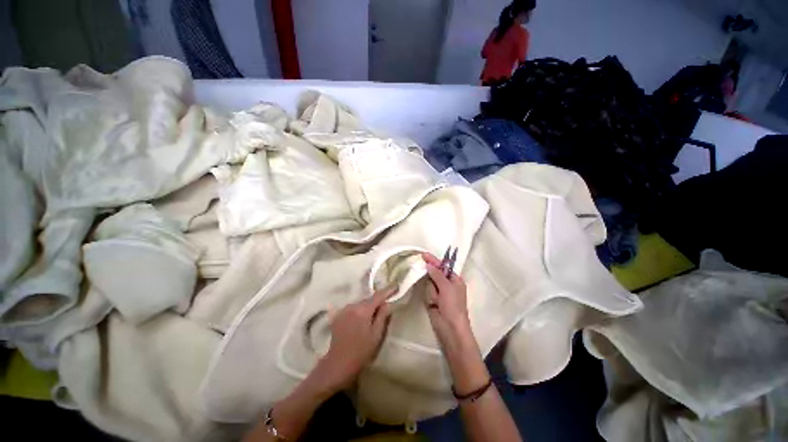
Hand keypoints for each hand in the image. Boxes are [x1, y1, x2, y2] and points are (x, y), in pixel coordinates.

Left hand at [317, 288, 393, 391]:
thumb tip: (388, 303)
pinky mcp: (338, 315)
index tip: (396, 286)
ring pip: (360, 304)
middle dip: (377, 301)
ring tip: (373, 317)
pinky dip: (359, 311)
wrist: (338, 364)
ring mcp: (344, 310)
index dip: (388, 290)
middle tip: (386, 306)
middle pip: (368, 299)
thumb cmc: (361, 351)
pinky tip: (361, 321)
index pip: (378, 295)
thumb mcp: (376, 334)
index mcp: (363, 310)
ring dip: (367, 307)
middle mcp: (352, 305)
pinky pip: (353, 309)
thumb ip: (383, 315)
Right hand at [422, 252, 473, 351]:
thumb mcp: (447, 287)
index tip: (424, 254)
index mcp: (455, 279)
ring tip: (437, 300)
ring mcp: (439, 292)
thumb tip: (429, 265)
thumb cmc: (453, 305)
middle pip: (434, 274)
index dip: (434, 260)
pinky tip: (433, 303)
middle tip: (431, 281)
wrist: (450, 328)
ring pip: (429, 283)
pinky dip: (429, 296)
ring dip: (432, 291)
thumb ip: (437, 274)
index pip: (443, 266)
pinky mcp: (432, 299)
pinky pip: (427, 292)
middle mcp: (447, 284)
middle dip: (432, 278)